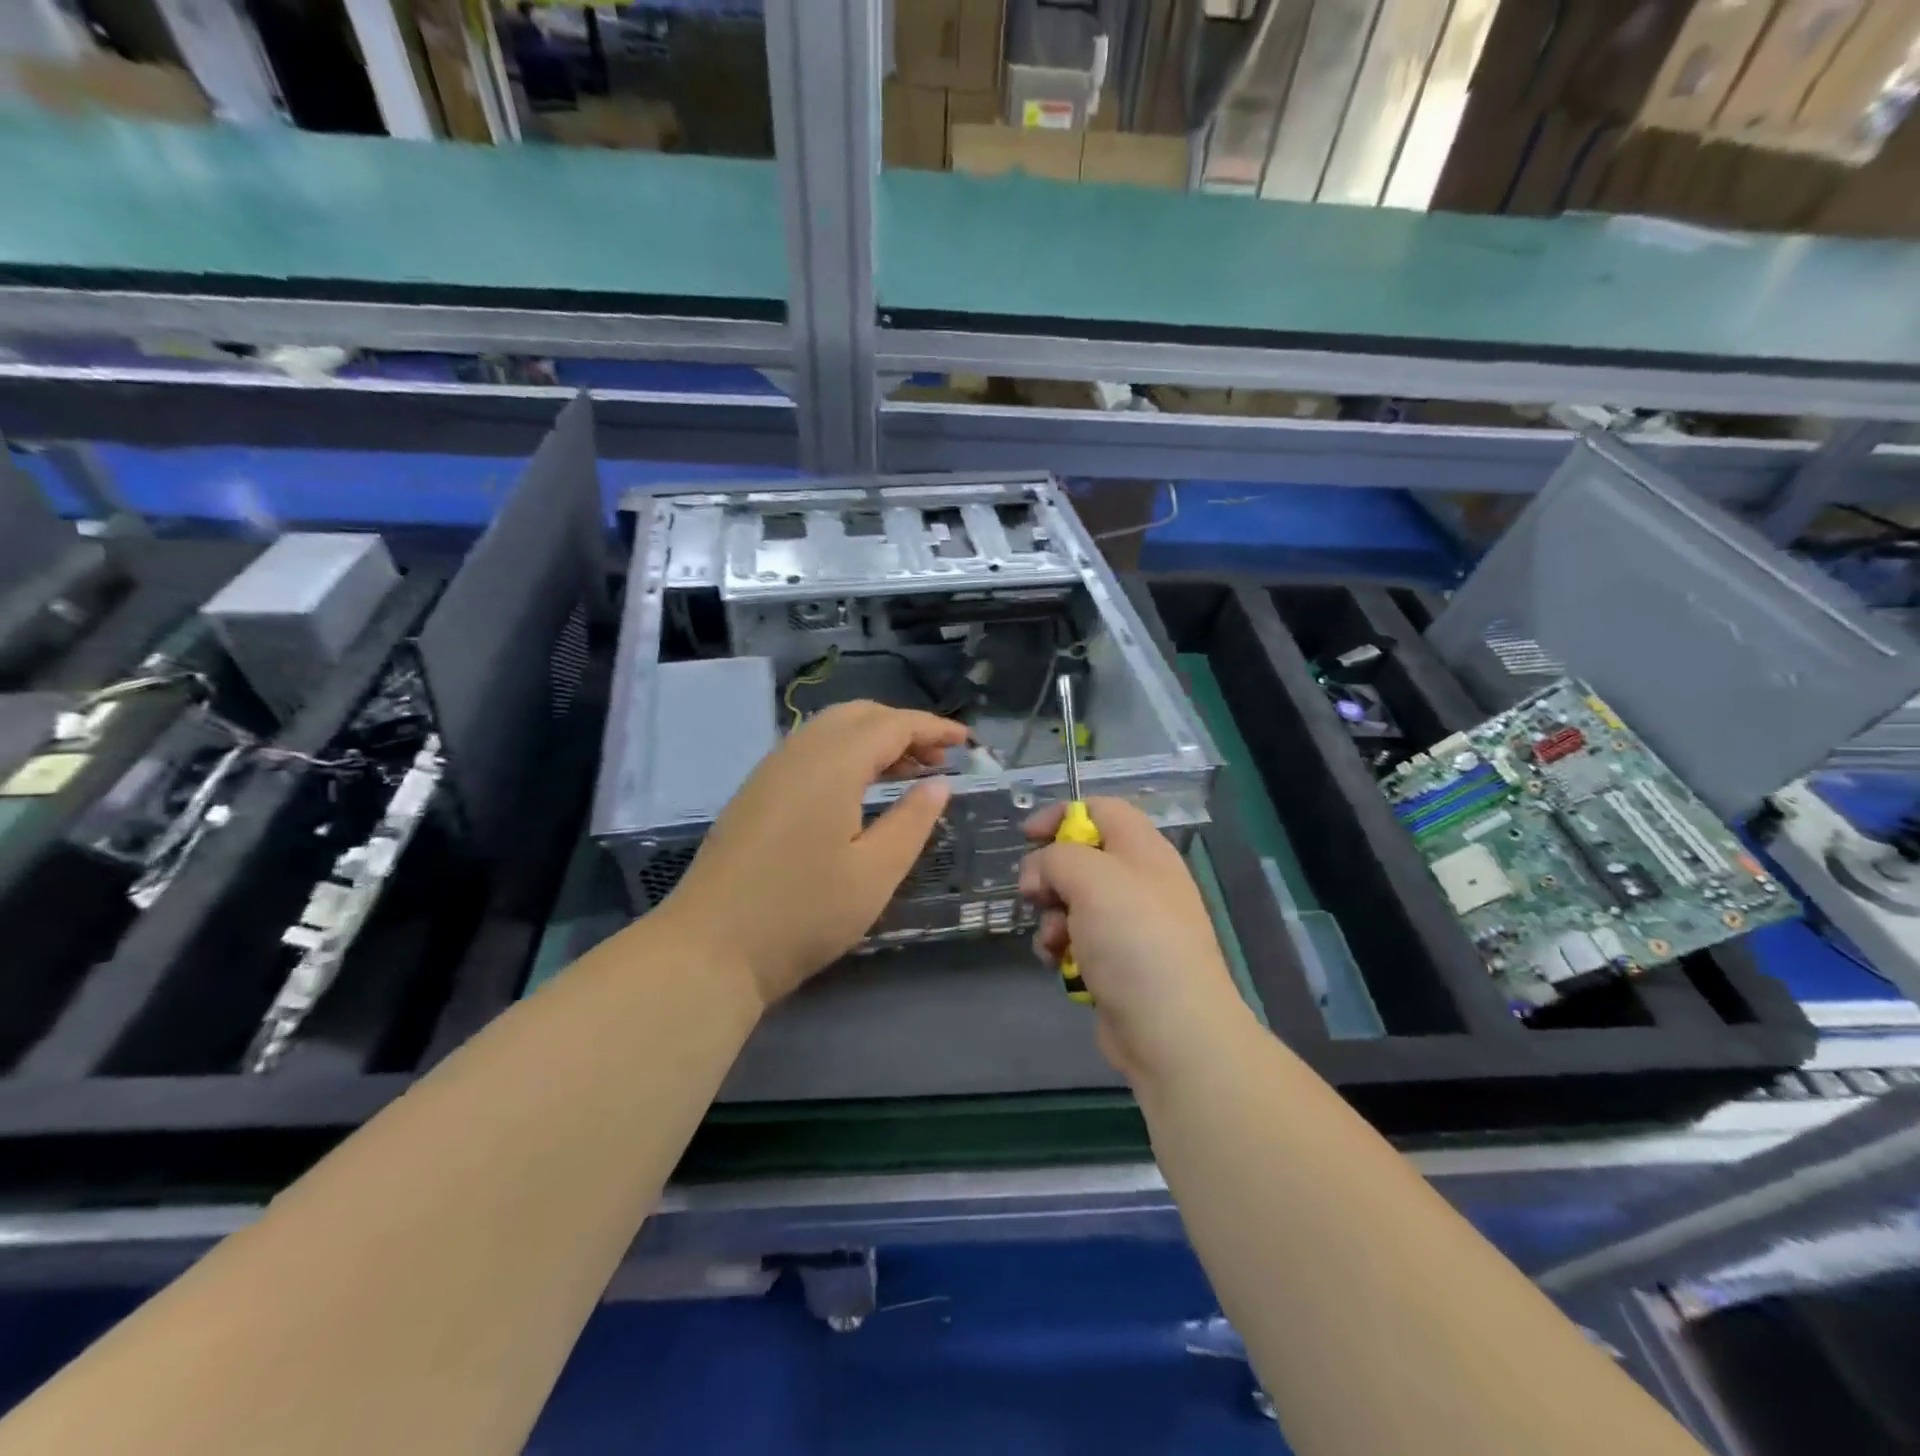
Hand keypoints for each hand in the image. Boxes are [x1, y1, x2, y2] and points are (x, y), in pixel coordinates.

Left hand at [662, 701, 966, 1009]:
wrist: (709, 949)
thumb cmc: (803, 914)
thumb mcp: (875, 873)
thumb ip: (913, 821)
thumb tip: (938, 784)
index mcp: (832, 764)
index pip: (891, 725)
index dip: (932, 728)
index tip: (965, 742)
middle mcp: (798, 752)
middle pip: (858, 715)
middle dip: (903, 727)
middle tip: (938, 757)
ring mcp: (770, 771)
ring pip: (830, 730)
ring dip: (873, 739)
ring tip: (909, 772)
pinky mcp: (755, 793)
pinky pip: (810, 751)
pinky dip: (845, 754)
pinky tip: (859, 790)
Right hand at [1020, 797, 1251, 1084]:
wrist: (1171, 1029)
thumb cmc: (1134, 940)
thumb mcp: (1091, 878)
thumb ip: (1056, 858)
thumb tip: (1040, 874)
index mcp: (1143, 850)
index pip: (1101, 810)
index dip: (1061, 815)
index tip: (1027, 837)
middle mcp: (1139, 882)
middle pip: (1081, 858)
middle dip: (1050, 875)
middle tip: (1035, 895)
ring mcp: (1130, 925)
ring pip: (1072, 902)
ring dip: (1052, 917)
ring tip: (1055, 940)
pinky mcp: (1118, 962)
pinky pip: (1078, 940)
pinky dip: (1062, 947)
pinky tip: (1059, 964)